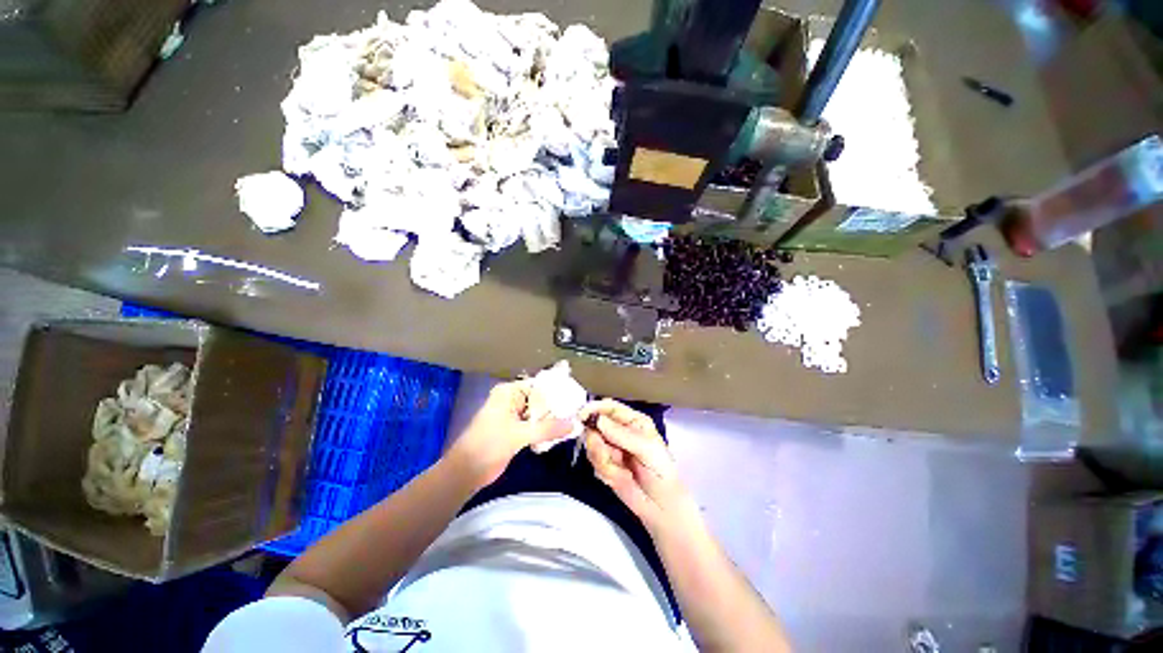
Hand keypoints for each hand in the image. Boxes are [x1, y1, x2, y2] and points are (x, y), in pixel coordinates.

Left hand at [448, 380, 572, 488]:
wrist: (465, 473)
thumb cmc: (487, 445)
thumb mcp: (518, 434)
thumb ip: (547, 428)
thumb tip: (574, 423)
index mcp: (509, 393)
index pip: (539, 385)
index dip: (557, 390)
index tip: (577, 396)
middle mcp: (513, 400)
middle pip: (541, 399)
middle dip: (558, 406)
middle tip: (579, 410)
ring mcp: (515, 416)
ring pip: (540, 413)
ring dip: (553, 419)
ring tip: (575, 421)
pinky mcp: (516, 431)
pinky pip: (536, 426)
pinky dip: (547, 429)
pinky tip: (562, 433)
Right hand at [580, 400, 693, 535]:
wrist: (661, 507)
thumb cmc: (662, 473)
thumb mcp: (647, 450)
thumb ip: (621, 435)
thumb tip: (598, 419)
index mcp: (633, 421)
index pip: (609, 407)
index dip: (595, 408)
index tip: (582, 416)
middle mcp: (619, 431)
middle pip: (595, 425)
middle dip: (596, 441)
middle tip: (606, 455)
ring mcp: (610, 448)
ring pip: (592, 445)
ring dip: (603, 460)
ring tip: (621, 471)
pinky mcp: (604, 465)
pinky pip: (594, 463)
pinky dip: (605, 472)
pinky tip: (620, 478)